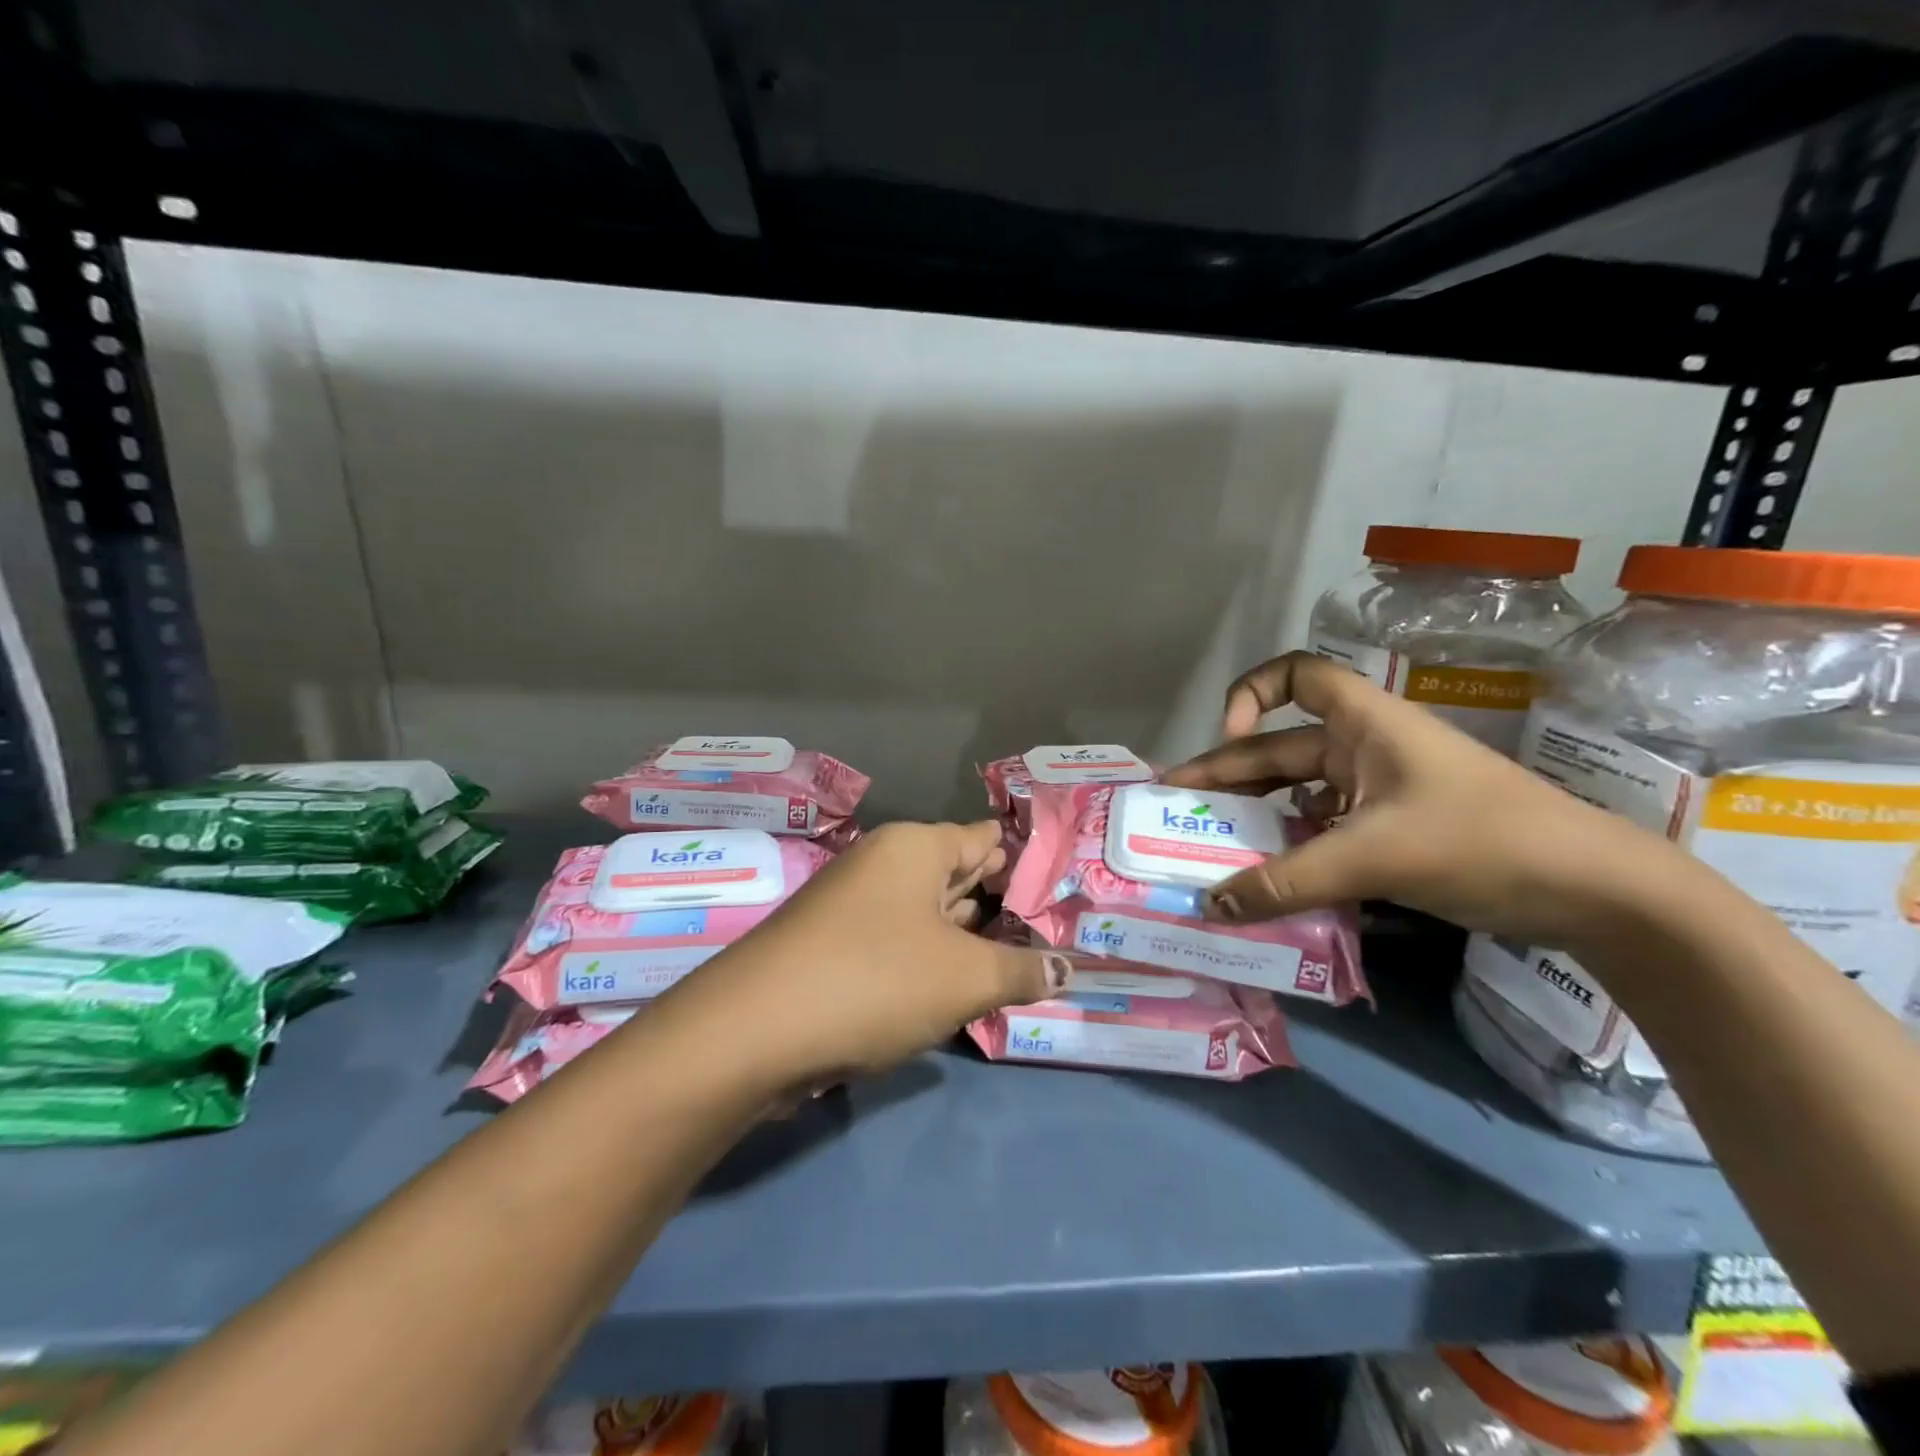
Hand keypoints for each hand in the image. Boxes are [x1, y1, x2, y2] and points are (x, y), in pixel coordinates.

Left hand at [673, 821, 1066, 1084]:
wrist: (754, 1031)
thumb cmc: (875, 980)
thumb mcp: (964, 978)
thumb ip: (1021, 970)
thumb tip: (1067, 968)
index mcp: (915, 848)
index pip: (983, 839)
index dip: (1021, 860)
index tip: (1059, 883)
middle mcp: (882, 866)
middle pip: (954, 873)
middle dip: (997, 899)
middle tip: (1050, 923)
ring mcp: (853, 906)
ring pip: (925, 912)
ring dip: (964, 934)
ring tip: (1015, 953)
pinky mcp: (834, 948)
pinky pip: (897, 943)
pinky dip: (928, 959)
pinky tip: (954, 984)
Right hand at [1160, 651, 1694, 948]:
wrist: (1598, 892)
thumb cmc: (1482, 841)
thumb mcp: (1374, 856)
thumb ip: (1286, 881)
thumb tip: (1209, 905)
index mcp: (1365, 723)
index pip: (1296, 675)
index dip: (1251, 696)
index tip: (1229, 738)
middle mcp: (1365, 749)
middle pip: (1280, 750)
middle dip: (1227, 777)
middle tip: (1174, 810)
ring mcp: (1380, 794)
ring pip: (1298, 798)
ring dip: (1256, 822)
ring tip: (1209, 852)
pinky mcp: (1393, 834)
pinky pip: (1323, 834)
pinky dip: (1292, 853)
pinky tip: (1267, 883)